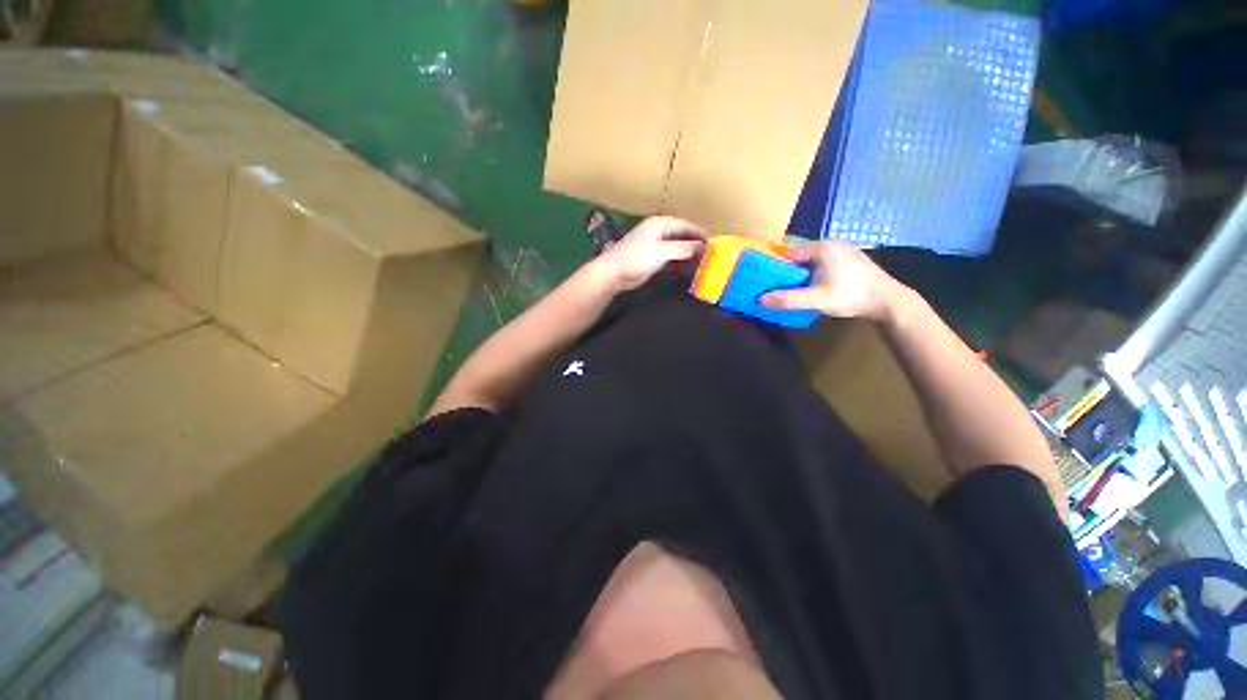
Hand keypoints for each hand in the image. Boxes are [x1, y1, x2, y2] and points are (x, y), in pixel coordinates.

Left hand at [595, 216, 706, 291]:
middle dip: (696, 243)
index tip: (715, 242)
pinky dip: (681, 262)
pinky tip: (690, 268)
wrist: (614, 274)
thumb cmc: (635, 258)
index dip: (700, 232)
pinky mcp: (654, 259)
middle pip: (683, 235)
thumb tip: (702, 246)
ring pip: (678, 247)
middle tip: (712, 252)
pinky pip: (673, 258)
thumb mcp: (660, 252)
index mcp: (660, 224)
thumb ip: (682, 248)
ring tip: (705, 261)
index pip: (685, 225)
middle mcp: (659, 232)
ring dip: (690, 253)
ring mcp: (656, 246)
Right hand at [760, 241, 905, 321]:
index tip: (768, 281)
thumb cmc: (850, 296)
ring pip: (811, 261)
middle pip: (800, 257)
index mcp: (822, 248)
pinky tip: (814, 288)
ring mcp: (842, 250)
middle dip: (789, 272)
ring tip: (796, 291)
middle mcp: (831, 244)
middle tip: (780, 289)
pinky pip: (823, 264)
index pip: (789, 253)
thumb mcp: (815, 299)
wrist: (887, 301)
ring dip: (801, 275)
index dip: (777, 266)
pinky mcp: (849, 259)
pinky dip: (814, 274)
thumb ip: (787, 299)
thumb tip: (760, 300)